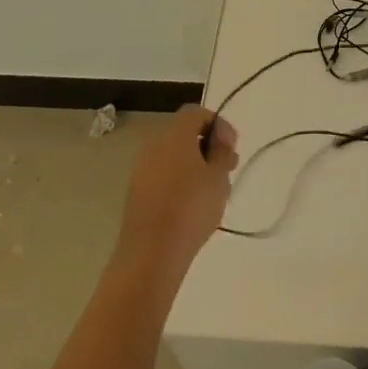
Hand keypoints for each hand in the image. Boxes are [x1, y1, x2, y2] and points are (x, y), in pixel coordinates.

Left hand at [114, 105, 238, 279]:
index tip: (231, 148)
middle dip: (207, 146)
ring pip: (173, 156)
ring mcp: (141, 169)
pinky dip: (178, 180)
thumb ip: (222, 152)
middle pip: (184, 133)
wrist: (150, 255)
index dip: (218, 124)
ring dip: (194, 165)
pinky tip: (191, 205)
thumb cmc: (190, 209)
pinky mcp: (136, 193)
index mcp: (174, 134)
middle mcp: (154, 144)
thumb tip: (218, 141)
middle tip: (226, 169)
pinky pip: (162, 175)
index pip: (197, 113)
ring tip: (212, 190)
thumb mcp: (218, 178)